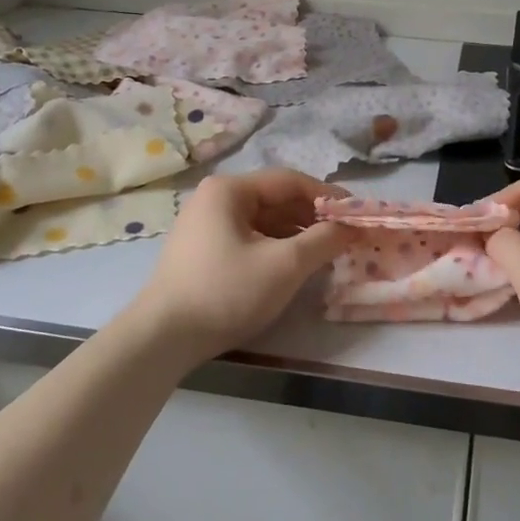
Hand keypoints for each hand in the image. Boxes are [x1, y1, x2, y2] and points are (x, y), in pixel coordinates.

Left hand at [131, 169, 353, 364]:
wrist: (162, 339)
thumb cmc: (226, 291)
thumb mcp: (284, 265)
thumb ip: (323, 240)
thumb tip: (352, 227)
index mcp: (230, 189)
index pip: (290, 181)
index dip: (328, 196)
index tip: (358, 213)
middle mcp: (215, 198)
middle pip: (276, 199)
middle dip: (313, 217)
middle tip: (346, 236)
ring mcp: (205, 225)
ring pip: (264, 221)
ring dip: (297, 234)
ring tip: (327, 252)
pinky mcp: (203, 252)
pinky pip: (249, 238)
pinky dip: (276, 247)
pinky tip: (296, 265)